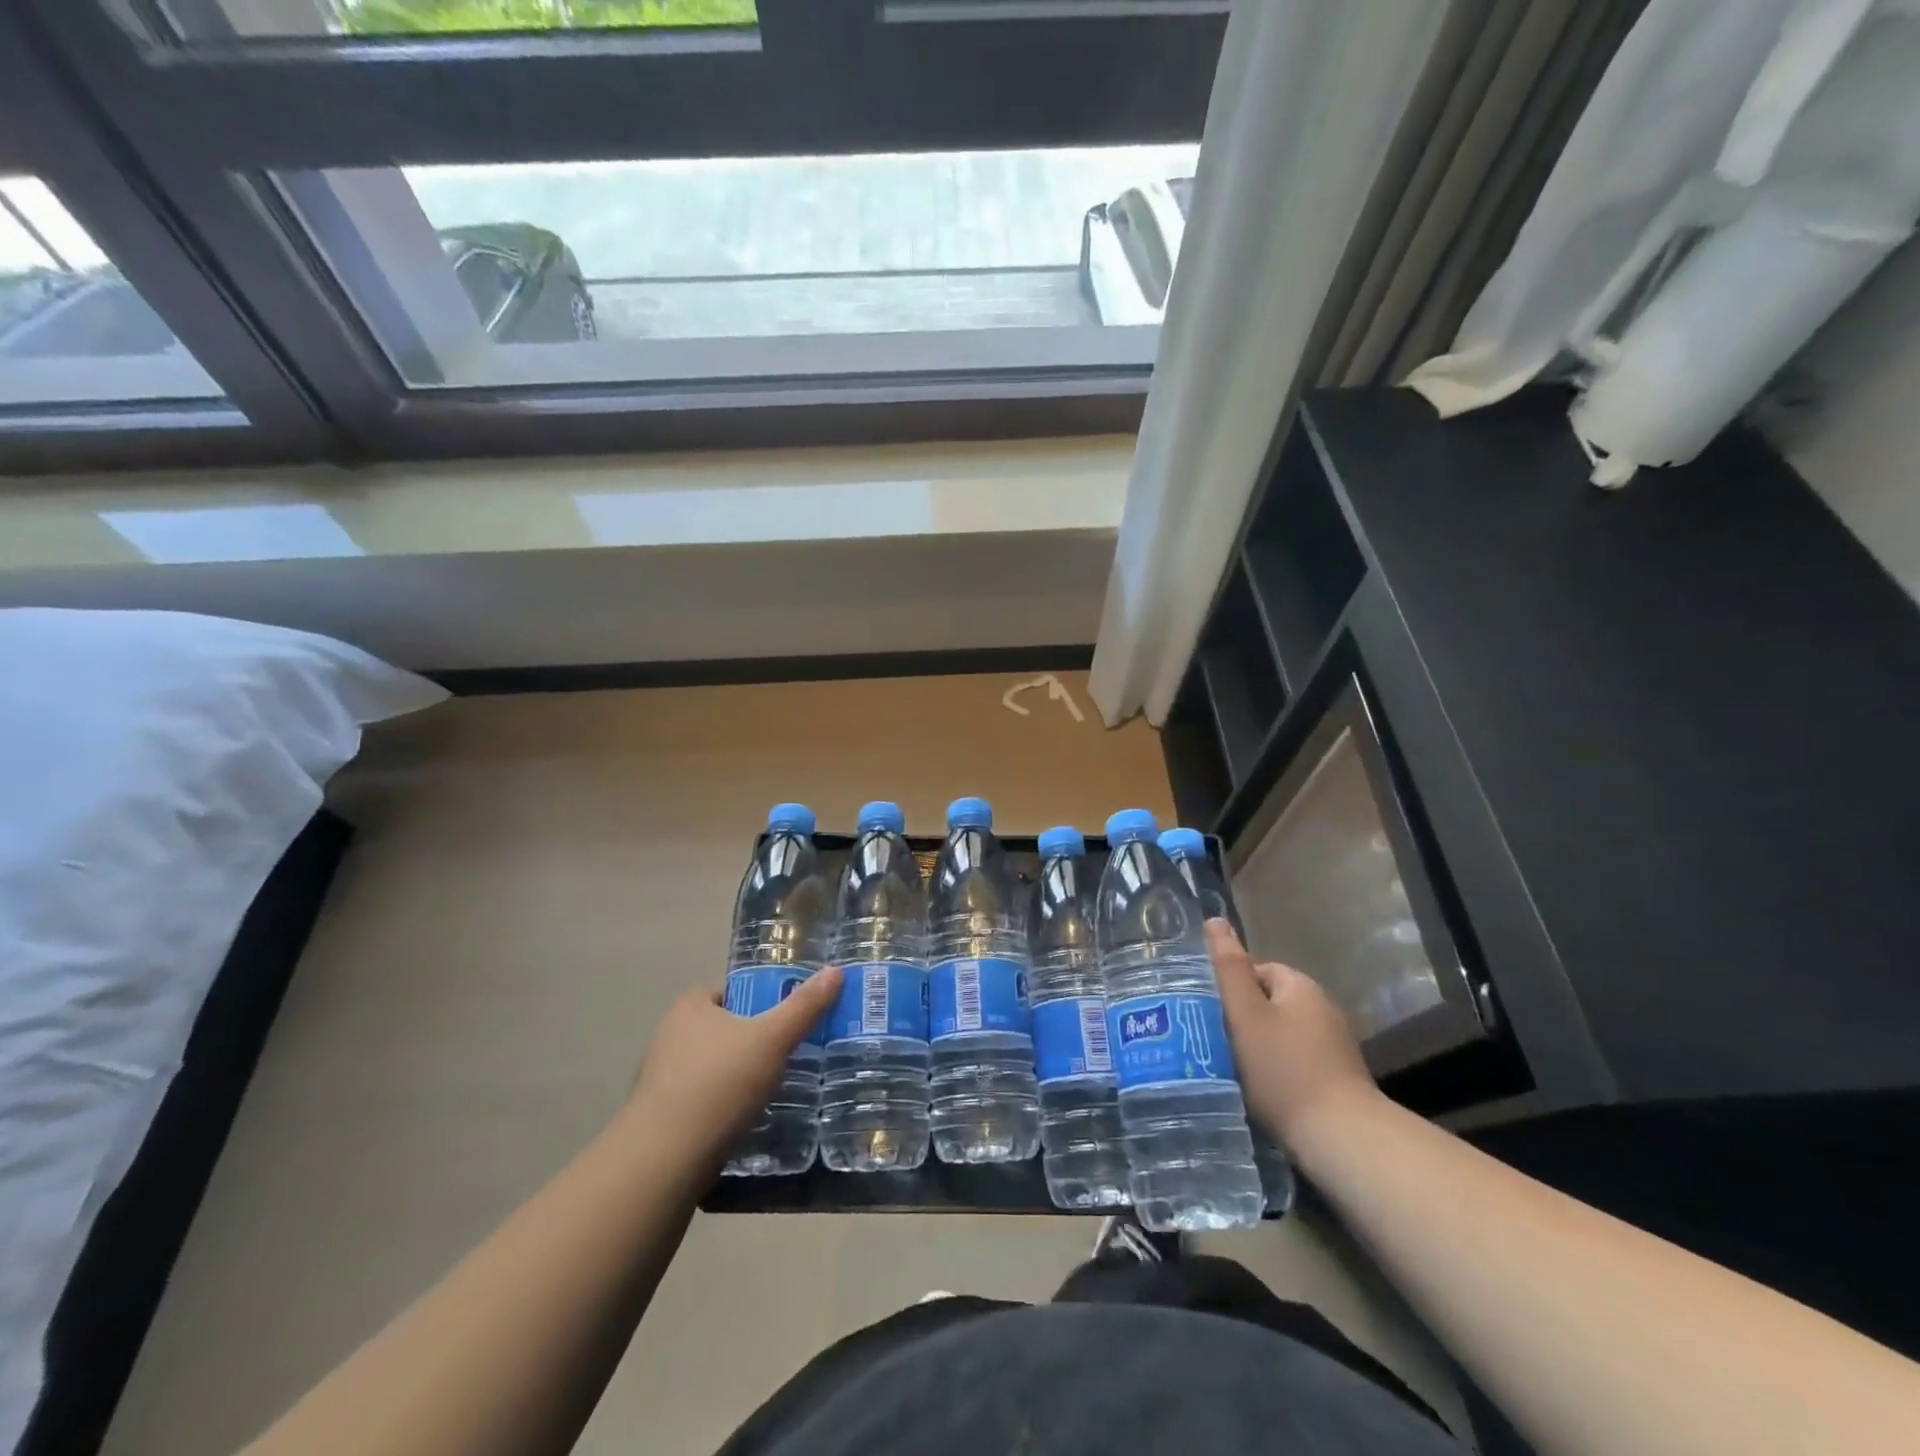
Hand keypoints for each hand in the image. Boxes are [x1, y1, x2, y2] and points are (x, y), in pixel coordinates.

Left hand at [617, 967, 842, 1170]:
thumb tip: (836, 971)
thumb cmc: (718, 1084)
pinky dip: (723, 1108)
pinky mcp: (660, 1118)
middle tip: (788, 1056)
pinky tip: (745, 1122)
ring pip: (713, 1069)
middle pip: (724, 1031)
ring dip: (738, 1078)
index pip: (730, 993)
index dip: (759, 1003)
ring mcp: (661, 1080)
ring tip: (773, 1092)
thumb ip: (804, 1006)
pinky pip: (702, 1102)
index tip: (785, 1022)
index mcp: (690, 1008)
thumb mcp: (772, 1039)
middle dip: (752, 1043)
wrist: (663, 1162)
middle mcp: (669, 1037)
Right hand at [1209, 920, 1381, 1156]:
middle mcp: (1322, 1008)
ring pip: (1280, 1033)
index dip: (1229, 988)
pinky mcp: (1337, 1078)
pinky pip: (1295, 1060)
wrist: (1342, 1139)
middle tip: (1214, 1042)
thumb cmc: (1284, 1069)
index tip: (1209, 1014)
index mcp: (1300, 986)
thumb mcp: (1246, 1014)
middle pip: (1268, 1002)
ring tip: (1231, 1069)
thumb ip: (1228, 968)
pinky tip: (1261, 1091)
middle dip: (1241, 1019)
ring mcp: (1334, 1045)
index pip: (1255, 969)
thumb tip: (1215, 921)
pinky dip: (1276, 1070)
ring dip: (1257, 1047)